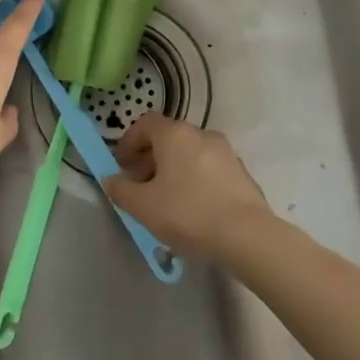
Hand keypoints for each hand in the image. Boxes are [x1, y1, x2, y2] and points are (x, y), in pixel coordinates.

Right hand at [104, 114, 271, 257]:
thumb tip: (111, 180)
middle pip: (168, 138)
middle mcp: (201, 134)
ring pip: (189, 153)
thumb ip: (121, 190)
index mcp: (175, 134)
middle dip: (149, 158)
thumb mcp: (143, 207)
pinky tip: (193, 208)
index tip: (121, 166)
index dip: (129, 141)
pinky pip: (208, 168)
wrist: (247, 235)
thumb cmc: (188, 213)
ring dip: (172, 169)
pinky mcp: (241, 172)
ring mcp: (225, 152)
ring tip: (165, 200)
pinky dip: (194, 179)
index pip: (145, 123)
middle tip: (140, 186)